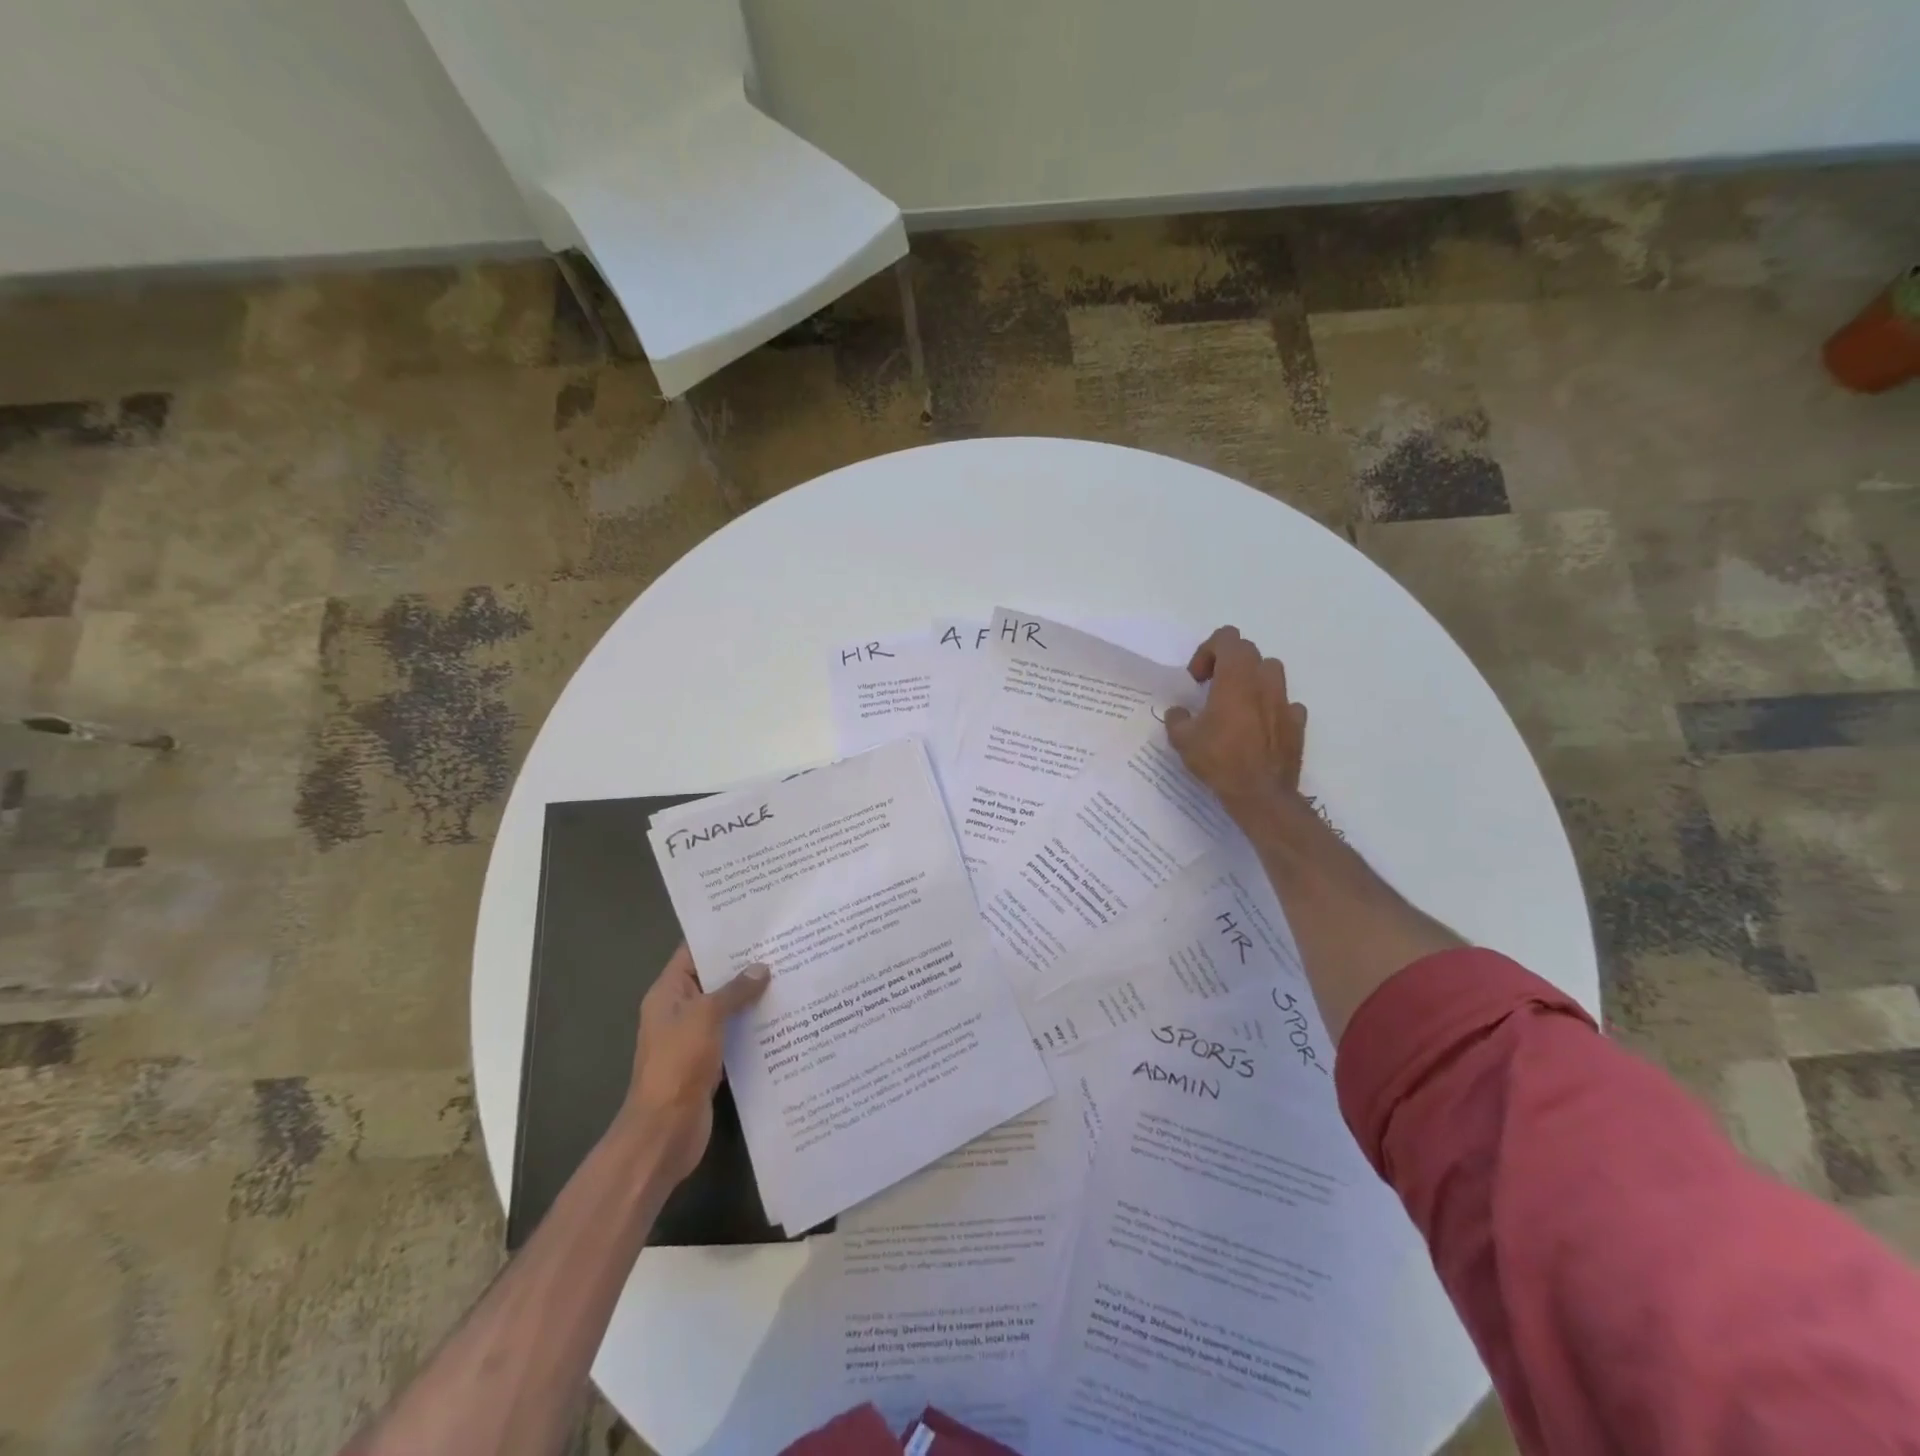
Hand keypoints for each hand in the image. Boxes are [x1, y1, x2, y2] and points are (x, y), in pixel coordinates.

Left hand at [621, 945, 769, 1184]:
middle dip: (745, 965)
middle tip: (784, 946)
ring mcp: (695, 1038)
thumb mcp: (706, 1016)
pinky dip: (754, 1026)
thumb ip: (734, 990)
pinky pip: (735, 1034)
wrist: (664, 1132)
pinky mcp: (710, 1062)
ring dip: (753, 997)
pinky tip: (784, 1018)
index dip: (721, 936)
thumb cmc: (678, 1064)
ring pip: (727, 1008)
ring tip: (791, 975)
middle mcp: (680, 1011)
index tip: (755, 922)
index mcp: (668, 993)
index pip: (693, 952)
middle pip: (714, 979)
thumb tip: (761, 968)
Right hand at [1164, 626, 1308, 817]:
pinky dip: (1271, 707)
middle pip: (1248, 652)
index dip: (1207, 651)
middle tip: (1211, 689)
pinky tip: (1257, 728)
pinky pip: (1285, 703)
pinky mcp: (1297, 723)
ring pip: (1271, 672)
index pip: (1227, 638)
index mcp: (1236, 677)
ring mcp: (1285, 701)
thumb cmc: (1219, 759)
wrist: (1260, 794)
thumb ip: (1177, 718)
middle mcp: (1264, 682)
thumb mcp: (1182, 739)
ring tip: (1236, 705)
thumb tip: (1179, 712)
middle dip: (1227, 664)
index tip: (1196, 679)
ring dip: (1252, 680)